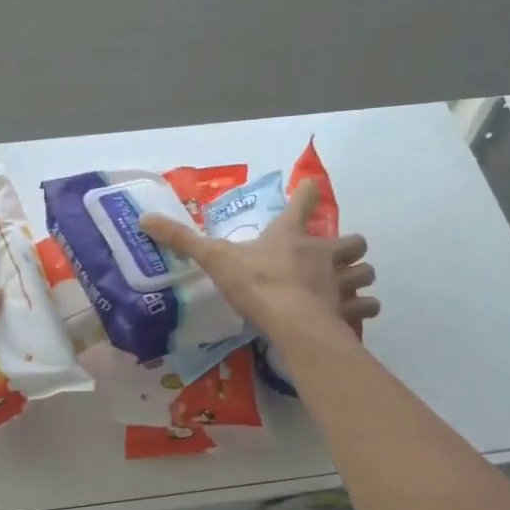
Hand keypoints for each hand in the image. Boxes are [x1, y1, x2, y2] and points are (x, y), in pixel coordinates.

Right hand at [141, 179, 378, 343]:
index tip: (310, 188)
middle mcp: (322, 252)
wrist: (291, 322)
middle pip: (352, 240)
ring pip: (365, 271)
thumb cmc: (256, 283)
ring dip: (360, 275)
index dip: (306, 194)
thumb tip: (144, 219)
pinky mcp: (348, 309)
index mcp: (290, 235)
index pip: (303, 202)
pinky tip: (354, 314)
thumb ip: (182, 240)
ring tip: (350, 284)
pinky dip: (362, 308)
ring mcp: (340, 281)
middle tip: (336, 254)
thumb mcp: (214, 259)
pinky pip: (365, 306)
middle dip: (348, 245)